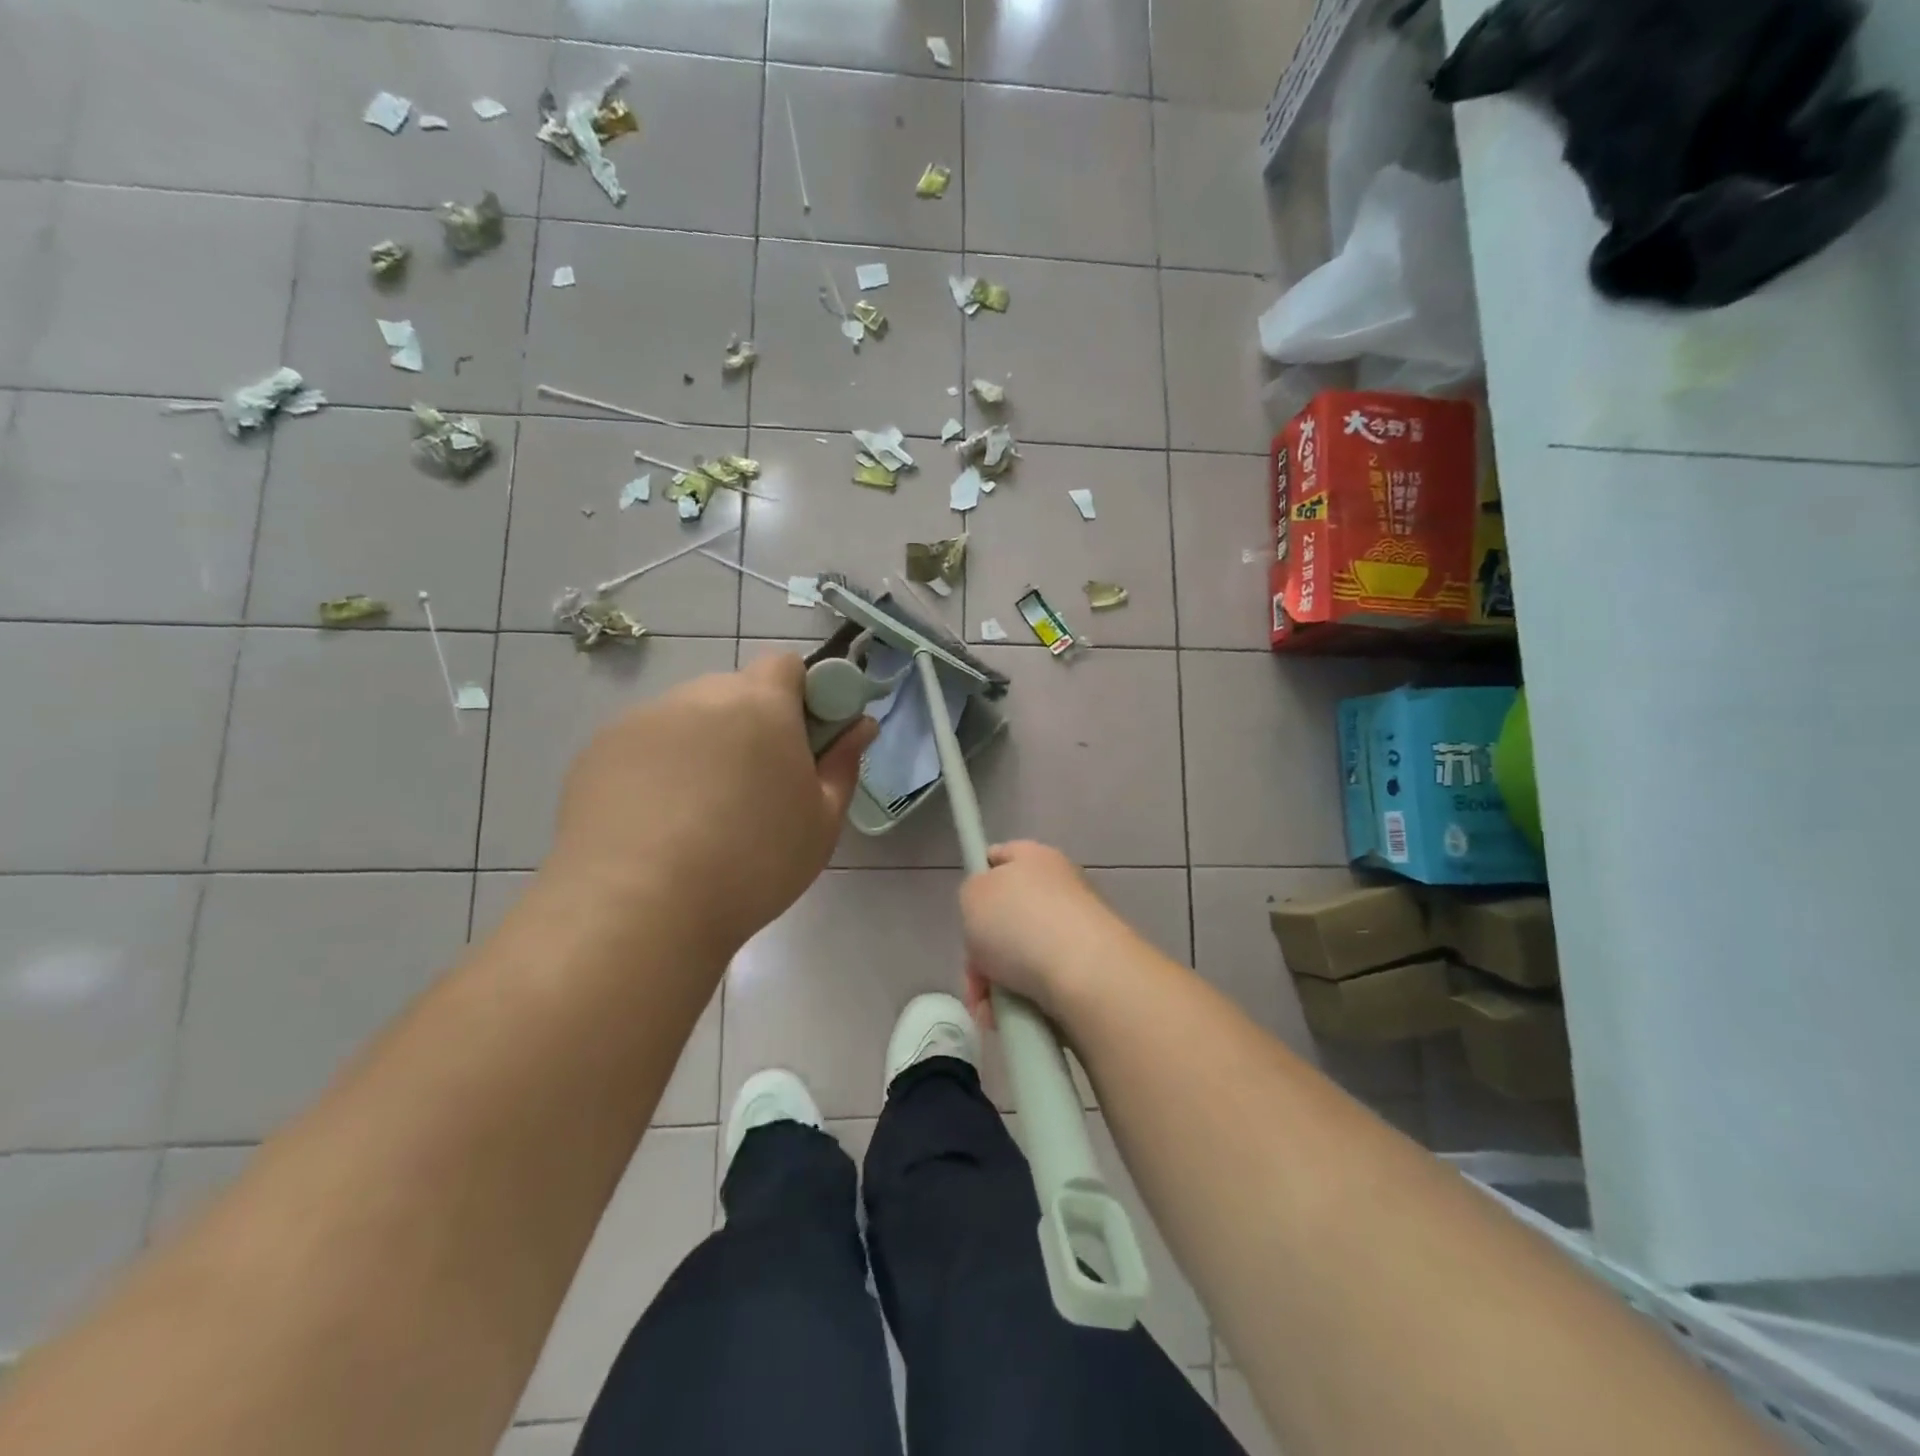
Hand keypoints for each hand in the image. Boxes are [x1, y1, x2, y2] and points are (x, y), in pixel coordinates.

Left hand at [545, 653, 876, 955]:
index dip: (803, 695)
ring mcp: (642, 721)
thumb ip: (843, 764)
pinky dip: (658, 770)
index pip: (787, 664)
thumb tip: (861, 725)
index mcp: (760, 703)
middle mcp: (699, 696)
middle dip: (753, 725)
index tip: (805, 742)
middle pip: (736, 692)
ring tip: (699, 815)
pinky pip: (645, 746)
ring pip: (688, 720)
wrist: (637, 910)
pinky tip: (656, 825)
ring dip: (704, 746)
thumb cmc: (753, 863)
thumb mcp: (821, 821)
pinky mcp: (597, 752)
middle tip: (757, 788)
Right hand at [959, 841, 1130, 1026]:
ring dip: (997, 984)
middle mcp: (1061, 887)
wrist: (1086, 975)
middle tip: (974, 976)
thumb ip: (973, 893)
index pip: (1000, 857)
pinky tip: (1010, 1019)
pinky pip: (1042, 984)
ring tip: (989, 1010)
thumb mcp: (972, 895)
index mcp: (1035, 857)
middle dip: (982, 953)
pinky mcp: (1089, 969)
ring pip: (1020, 957)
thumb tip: (990, 909)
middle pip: (1006, 918)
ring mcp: (1078, 929)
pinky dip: (1023, 1001)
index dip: (979, 880)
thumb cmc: (1020, 923)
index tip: (966, 912)